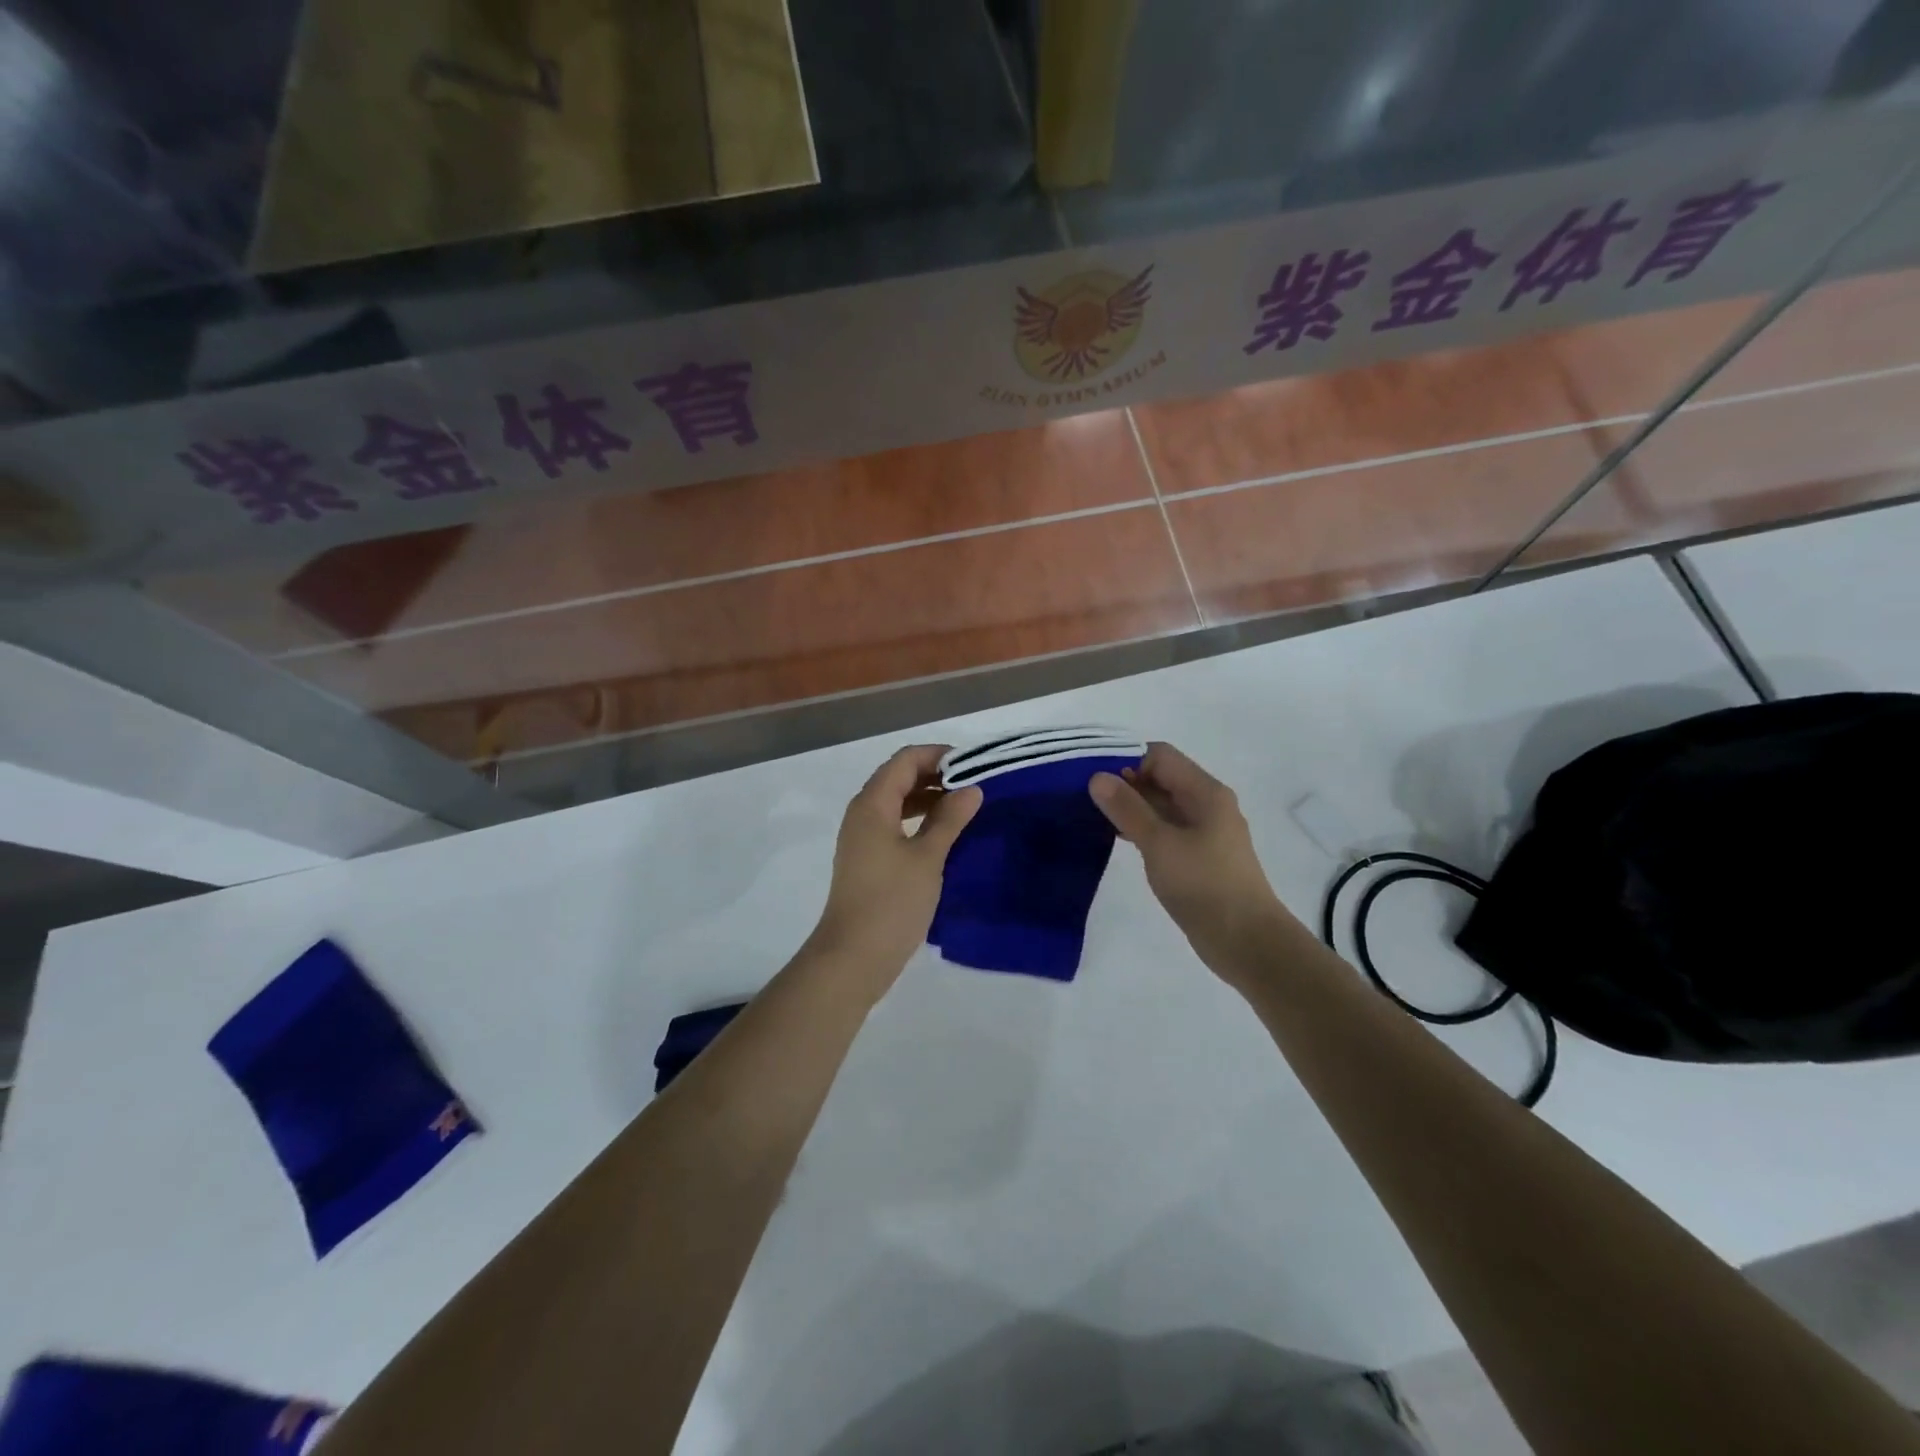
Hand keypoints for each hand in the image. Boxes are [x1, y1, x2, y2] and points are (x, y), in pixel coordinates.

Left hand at [807, 745, 981, 987]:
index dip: (938, 755)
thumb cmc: (891, 902)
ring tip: (965, 807)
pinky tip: (945, 834)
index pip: (905, 760)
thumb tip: (972, 789)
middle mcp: (863, 813)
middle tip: (974, 785)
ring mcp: (863, 837)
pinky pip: (895, 824)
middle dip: (935, 775)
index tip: (973, 764)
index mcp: (872, 804)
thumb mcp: (927, 858)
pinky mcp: (868, 859)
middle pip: (899, 777)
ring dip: (928, 798)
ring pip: (897, 802)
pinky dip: (919, 820)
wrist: (853, 957)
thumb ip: (950, 819)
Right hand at [1090, 743, 1292, 969]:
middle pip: (1161, 778)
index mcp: (1204, 792)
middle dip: (1124, 783)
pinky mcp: (1198, 856)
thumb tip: (1098, 777)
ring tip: (1093, 817)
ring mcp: (1204, 832)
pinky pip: (1165, 829)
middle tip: (1084, 798)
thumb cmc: (1204, 885)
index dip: (1126, 760)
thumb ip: (1127, 808)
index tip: (1093, 779)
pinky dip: (1142, 829)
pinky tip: (1117, 840)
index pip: (1159, 756)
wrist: (1246, 941)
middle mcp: (1207, 804)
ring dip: (1131, 807)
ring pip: (1161, 805)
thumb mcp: (1159, 843)